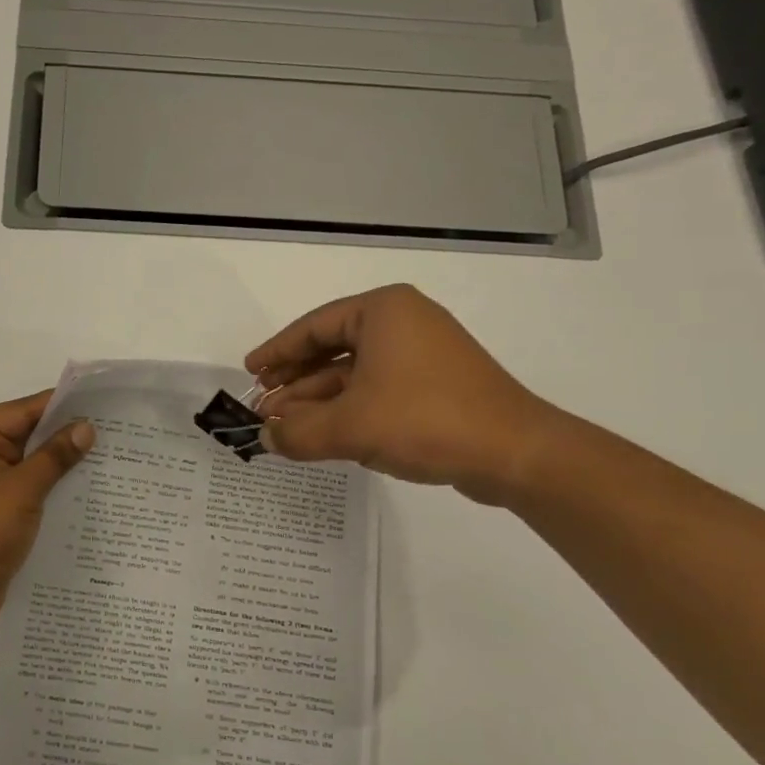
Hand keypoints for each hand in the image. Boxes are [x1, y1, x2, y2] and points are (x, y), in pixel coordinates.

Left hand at [0, 392, 94, 634]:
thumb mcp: (19, 492)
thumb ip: (54, 457)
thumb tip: (86, 427)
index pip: (23, 411)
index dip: (62, 405)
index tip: (103, 402)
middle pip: (29, 434)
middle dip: (68, 434)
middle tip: (117, 430)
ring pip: (33, 463)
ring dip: (65, 463)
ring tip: (113, 457)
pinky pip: (32, 488)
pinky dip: (55, 487)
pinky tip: (90, 489)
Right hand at [245, 284, 561, 503]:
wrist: (514, 453)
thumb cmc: (425, 420)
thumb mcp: (350, 427)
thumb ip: (297, 432)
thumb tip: (263, 438)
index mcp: (382, 311)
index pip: (314, 326)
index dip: (277, 351)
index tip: (250, 372)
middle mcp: (403, 323)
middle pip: (332, 349)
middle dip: (295, 382)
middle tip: (262, 408)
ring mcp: (422, 354)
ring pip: (353, 373)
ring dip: (317, 400)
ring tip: (283, 428)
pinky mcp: (435, 386)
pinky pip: (376, 390)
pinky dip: (347, 409)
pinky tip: (322, 434)